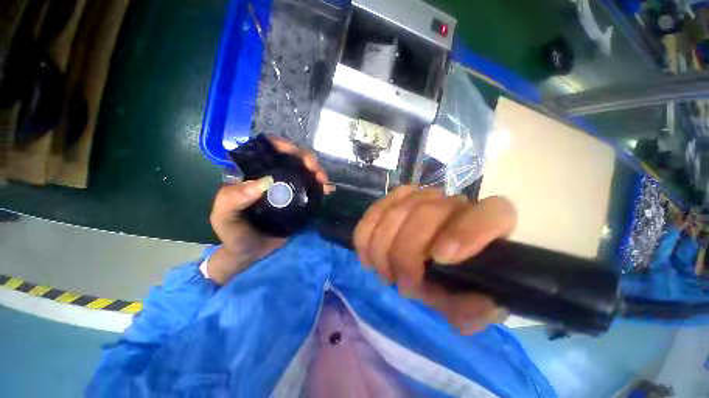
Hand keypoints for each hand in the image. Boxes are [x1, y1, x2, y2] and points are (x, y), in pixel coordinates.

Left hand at [208, 137, 331, 284]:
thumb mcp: (224, 218)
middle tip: (315, 171)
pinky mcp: (299, 200)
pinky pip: (312, 188)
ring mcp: (287, 189)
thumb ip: (232, 199)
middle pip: (291, 158)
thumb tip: (263, 182)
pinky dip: (321, 186)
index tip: (293, 152)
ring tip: (324, 182)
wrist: (251, 254)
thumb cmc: (234, 235)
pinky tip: (328, 190)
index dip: (281, 145)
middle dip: (306, 159)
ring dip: (317, 171)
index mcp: (251, 175)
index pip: (266, 150)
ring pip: (305, 171)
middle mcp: (272, 177)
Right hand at [353, 187, 515, 333]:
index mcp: (491, 223)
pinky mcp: (397, 198)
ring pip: (397, 210)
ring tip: (384, 273)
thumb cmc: (461, 277)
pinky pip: (376, 210)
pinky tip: (366, 255)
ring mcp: (423, 196)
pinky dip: (366, 233)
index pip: (492, 213)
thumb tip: (469, 304)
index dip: (465, 232)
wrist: (442, 258)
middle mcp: (456, 202)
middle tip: (402, 284)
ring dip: (383, 245)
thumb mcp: (471, 303)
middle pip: (427, 212)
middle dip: (407, 251)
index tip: (439, 259)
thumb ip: (475, 310)